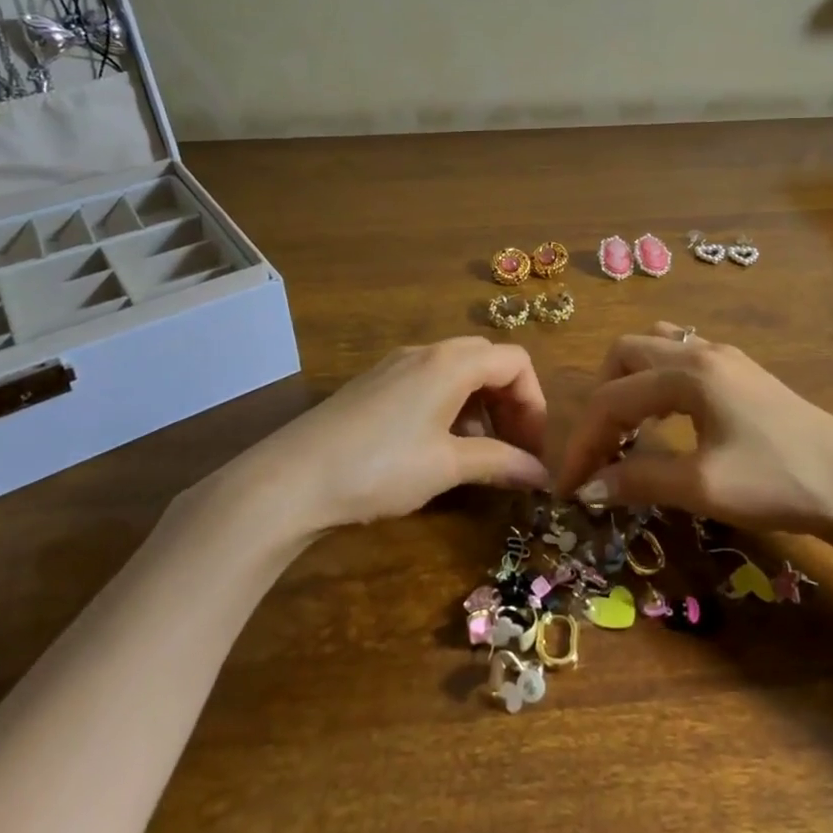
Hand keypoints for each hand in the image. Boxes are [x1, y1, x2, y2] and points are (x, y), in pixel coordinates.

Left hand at [214, 337, 551, 536]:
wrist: (290, 480)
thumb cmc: (380, 468)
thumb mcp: (446, 466)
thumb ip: (500, 463)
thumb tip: (542, 475)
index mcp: (451, 362)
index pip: (515, 362)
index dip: (534, 404)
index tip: (533, 449)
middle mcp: (426, 352)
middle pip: (488, 361)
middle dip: (510, 402)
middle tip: (514, 448)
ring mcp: (396, 366)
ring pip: (457, 372)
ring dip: (481, 407)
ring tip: (479, 455)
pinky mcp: (374, 384)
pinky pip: (429, 382)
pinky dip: (450, 407)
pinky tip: (438, 448)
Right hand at [550, 322, 832, 540]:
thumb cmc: (779, 482)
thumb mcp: (702, 487)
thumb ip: (639, 481)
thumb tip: (590, 487)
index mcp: (687, 372)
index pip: (612, 399)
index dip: (583, 442)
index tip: (568, 485)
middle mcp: (701, 351)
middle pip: (626, 354)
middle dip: (602, 400)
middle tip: (600, 449)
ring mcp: (725, 357)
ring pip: (655, 348)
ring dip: (629, 383)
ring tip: (628, 431)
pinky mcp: (742, 372)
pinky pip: (681, 358)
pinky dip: (657, 383)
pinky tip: (667, 420)